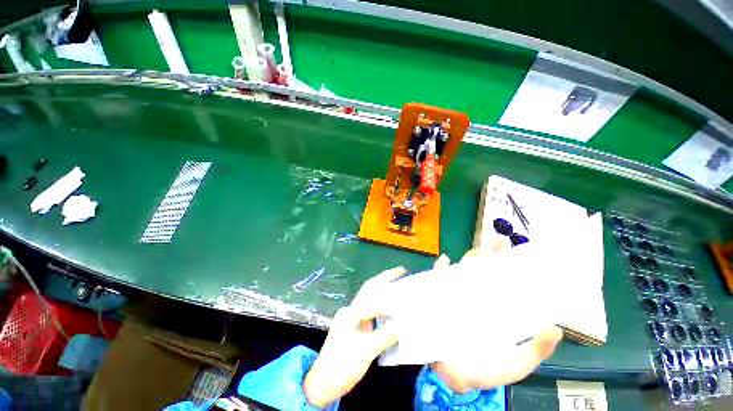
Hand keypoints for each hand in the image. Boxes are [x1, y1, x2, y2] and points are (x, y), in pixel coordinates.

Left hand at [303, 267, 406, 406]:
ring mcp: (353, 318)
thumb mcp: (364, 352)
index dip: (391, 293)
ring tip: (399, 285)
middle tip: (402, 271)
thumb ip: (384, 336)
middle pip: (370, 289)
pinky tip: (392, 309)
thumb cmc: (341, 366)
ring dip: (384, 290)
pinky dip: (383, 307)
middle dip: (385, 278)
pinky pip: (372, 311)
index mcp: (351, 312)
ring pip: (371, 299)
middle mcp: (352, 311)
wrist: (322, 385)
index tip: (406, 287)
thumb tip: (401, 325)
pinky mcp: (355, 327)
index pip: (373, 296)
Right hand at [430, 247, 563, 393]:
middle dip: (488, 254)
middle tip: (498, 242)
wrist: (455, 380)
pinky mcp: (439, 300)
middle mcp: (475, 298)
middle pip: (480, 270)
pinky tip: (444, 263)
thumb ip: (535, 349)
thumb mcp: (516, 363)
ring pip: (461, 272)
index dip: (507, 264)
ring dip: (468, 259)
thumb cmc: (486, 370)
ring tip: (479, 252)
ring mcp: (456, 297)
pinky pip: (437, 280)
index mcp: (494, 308)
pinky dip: (439, 270)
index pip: (500, 281)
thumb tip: (554, 327)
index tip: (515, 250)